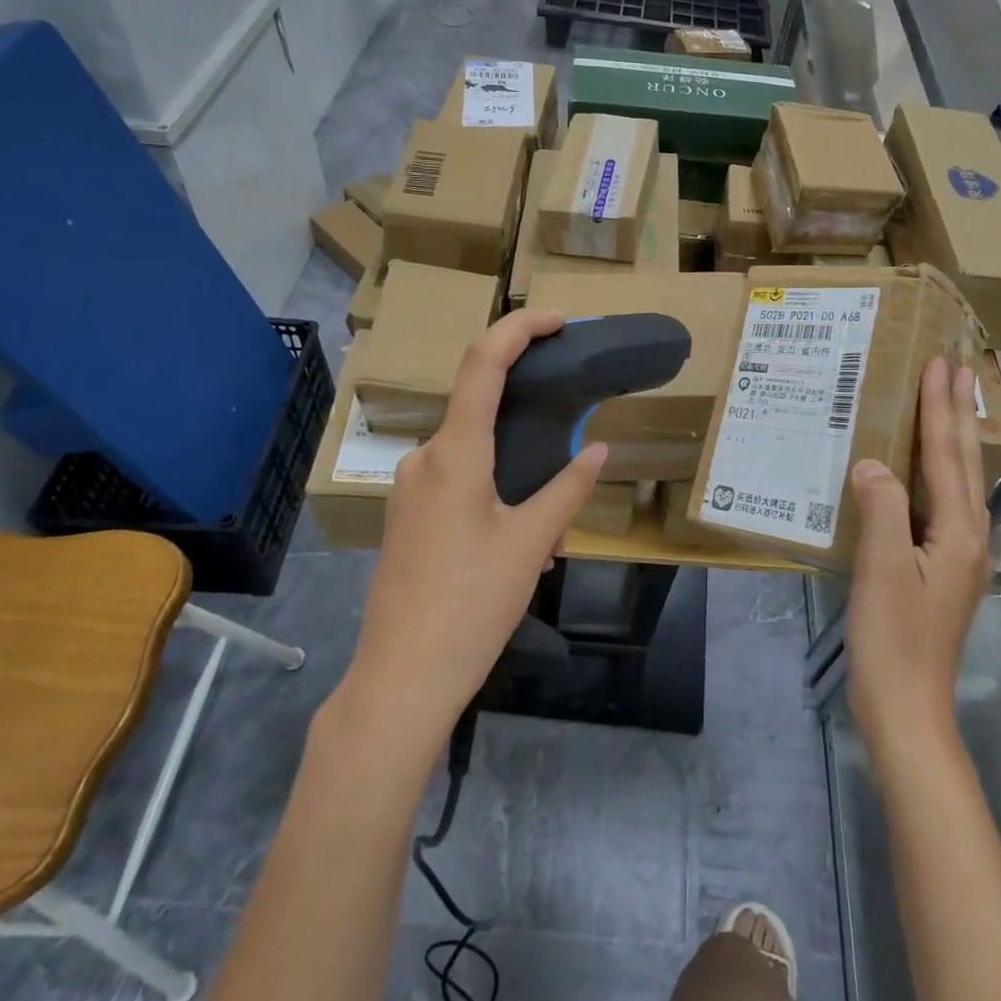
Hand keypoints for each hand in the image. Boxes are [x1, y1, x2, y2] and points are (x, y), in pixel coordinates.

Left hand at [342, 309, 606, 741]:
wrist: (401, 680)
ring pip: (473, 456)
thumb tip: (600, 451)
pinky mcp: (405, 518)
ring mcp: (408, 489)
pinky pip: (456, 484)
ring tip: (549, 535)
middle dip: (531, 428)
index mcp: (454, 454)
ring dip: (516, 474)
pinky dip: (494, 495)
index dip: (519, 329)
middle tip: (572, 461)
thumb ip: (568, 489)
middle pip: (481, 412)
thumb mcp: (531, 544)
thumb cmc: (471, 605)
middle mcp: (423, 459)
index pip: (483, 363)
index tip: (558, 321)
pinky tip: (519, 547)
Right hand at [845, 358, 991, 754]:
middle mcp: (969, 536)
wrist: (905, 704)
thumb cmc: (892, 636)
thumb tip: (872, 464)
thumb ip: (882, 507)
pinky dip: (934, 471)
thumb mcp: (882, 567)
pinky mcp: (941, 568)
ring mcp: (958, 554)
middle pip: (963, 461)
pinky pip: (941, 502)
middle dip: (957, 412)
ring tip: (945, 403)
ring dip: (951, 437)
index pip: (947, 455)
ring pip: (958, 481)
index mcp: (959, 531)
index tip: (942, 363)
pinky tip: (920, 470)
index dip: (941, 407)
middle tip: (955, 368)